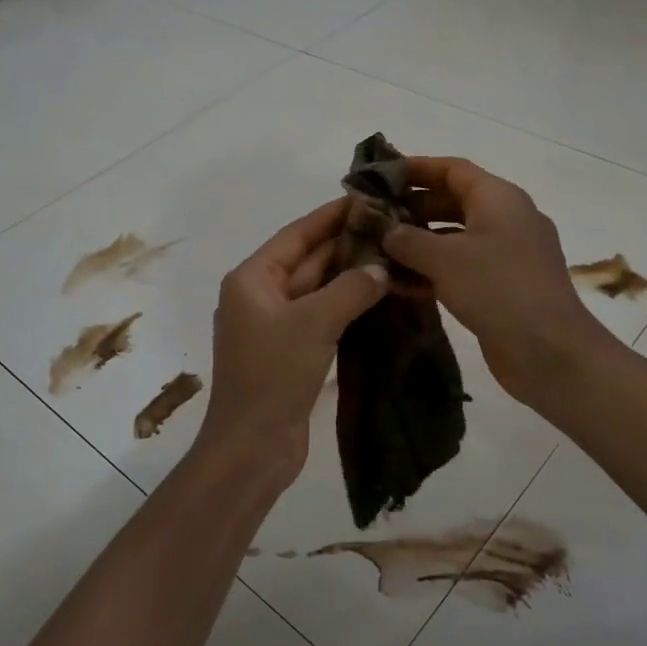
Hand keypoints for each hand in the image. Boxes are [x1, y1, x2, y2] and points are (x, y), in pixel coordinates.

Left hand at [195, 199, 387, 484]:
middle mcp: (260, 296)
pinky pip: (322, 317)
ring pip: (318, 290)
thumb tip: (381, 267)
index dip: (331, 216)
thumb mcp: (313, 323)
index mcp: (252, 279)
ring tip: (394, 256)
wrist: (253, 447)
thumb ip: (350, 289)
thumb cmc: (273, 375)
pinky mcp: (291, 351)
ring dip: (351, 277)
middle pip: (308, 260)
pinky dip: (348, 307)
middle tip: (392, 228)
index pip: (297, 234)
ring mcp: (275, 325)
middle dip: (348, 245)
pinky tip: (380, 298)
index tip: (367, 198)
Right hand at [382, 157, 610, 408]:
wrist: (549, 351)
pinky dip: (433, 270)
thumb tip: (385, 230)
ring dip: (418, 242)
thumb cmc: (497, 289)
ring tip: (378, 249)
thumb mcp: (444, 259)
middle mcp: (506, 219)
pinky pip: (462, 267)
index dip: (416, 169)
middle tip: (373, 217)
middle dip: (412, 207)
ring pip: (455, 237)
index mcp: (499, 198)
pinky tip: (399, 283)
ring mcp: (507, 255)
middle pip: (453, 201)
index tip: (379, 176)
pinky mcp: (502, 287)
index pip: (453, 169)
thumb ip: (408, 240)